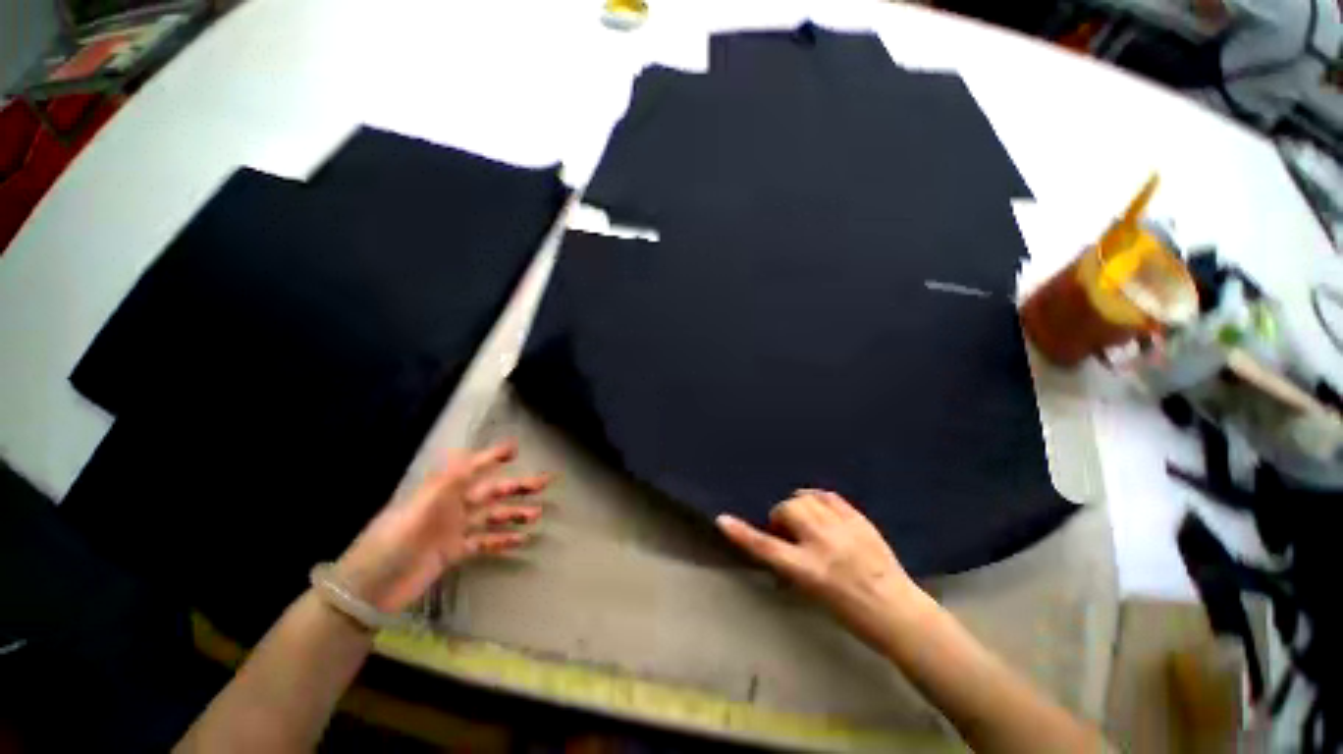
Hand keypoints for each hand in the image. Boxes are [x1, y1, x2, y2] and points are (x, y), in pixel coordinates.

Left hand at [333, 441, 548, 612]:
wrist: (368, 590)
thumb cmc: (389, 545)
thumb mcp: (415, 511)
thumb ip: (444, 485)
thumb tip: (467, 454)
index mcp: (440, 493)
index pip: (472, 468)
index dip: (492, 457)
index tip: (515, 448)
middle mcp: (451, 507)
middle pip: (490, 492)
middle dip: (516, 486)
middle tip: (544, 482)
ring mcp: (454, 530)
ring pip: (491, 516)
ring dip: (514, 513)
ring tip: (536, 514)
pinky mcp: (454, 552)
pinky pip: (484, 542)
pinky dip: (501, 540)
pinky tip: (520, 540)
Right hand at [716, 490, 928, 648]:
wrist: (897, 611)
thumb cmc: (850, 612)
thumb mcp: (812, 593)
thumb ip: (792, 563)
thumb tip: (778, 543)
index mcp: (809, 570)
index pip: (766, 547)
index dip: (742, 533)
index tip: (722, 520)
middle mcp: (822, 543)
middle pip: (787, 509)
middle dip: (782, 516)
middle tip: (789, 531)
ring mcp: (842, 528)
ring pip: (806, 497)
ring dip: (798, 505)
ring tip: (805, 518)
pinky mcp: (858, 519)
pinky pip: (828, 495)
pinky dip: (818, 499)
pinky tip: (820, 509)